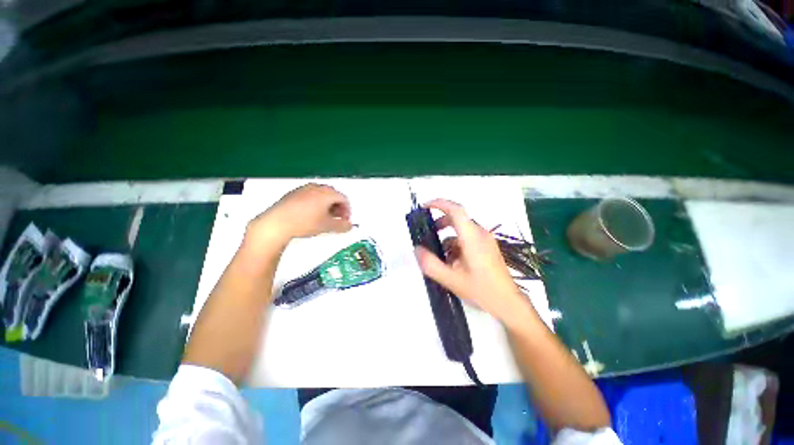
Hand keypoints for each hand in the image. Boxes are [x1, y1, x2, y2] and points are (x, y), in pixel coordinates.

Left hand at [246, 184, 352, 246]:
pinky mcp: (293, 194)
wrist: (276, 223)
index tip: (345, 221)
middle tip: (336, 219)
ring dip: (327, 206)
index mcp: (327, 193)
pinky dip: (315, 204)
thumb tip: (350, 226)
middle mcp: (316, 187)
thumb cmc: (305, 223)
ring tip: (324, 218)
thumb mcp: (327, 226)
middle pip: (333, 195)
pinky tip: (310, 216)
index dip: (348, 210)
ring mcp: (303, 189)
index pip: (344, 199)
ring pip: (321, 195)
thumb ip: (342, 226)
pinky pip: (310, 196)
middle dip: (338, 207)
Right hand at [414, 199, 533, 325]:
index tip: (425, 207)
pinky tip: (453, 262)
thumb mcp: (451, 279)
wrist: (508, 303)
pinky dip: (456, 244)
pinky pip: (468, 238)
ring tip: (440, 255)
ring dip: (448, 237)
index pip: (456, 210)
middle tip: (428, 234)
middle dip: (440, 223)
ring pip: (462, 230)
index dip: (439, 204)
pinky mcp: (488, 247)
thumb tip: (417, 249)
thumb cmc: (481, 290)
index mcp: (471, 237)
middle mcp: (480, 234)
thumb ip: (431, 264)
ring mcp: (485, 240)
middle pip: (457, 219)